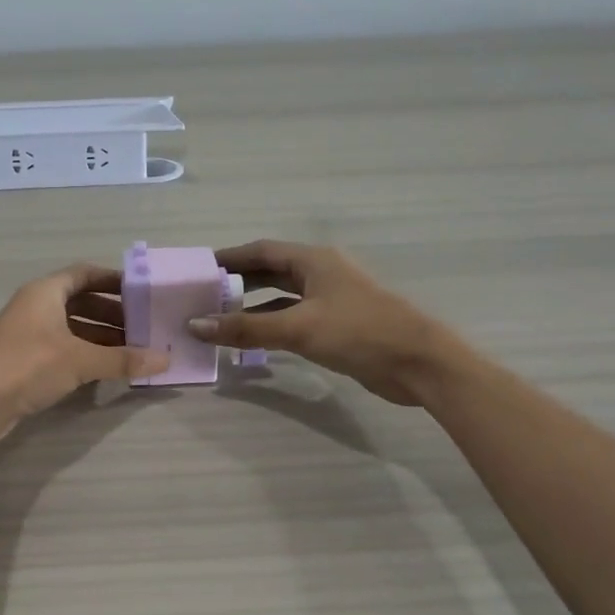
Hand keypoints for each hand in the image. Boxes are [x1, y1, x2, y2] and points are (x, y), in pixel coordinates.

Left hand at [0, 264, 170, 442]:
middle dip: (113, 314)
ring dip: (101, 338)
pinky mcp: (24, 361)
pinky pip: (63, 349)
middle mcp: (35, 306)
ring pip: (72, 328)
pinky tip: (106, 370)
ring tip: (133, 352)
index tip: (142, 292)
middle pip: (81, 302)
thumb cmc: (27, 366)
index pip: (85, 273)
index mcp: (45, 291)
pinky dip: (85, 355)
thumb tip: (166, 360)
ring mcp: (28, 334)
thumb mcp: (80, 360)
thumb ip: (123, 359)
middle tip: (144, 329)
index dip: (114, 280)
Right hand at [186, 240, 455, 405]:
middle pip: (270, 271)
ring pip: (280, 297)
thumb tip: (196, 325)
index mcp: (313, 261)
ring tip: (217, 318)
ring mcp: (329, 300)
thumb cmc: (359, 332)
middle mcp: (320, 274)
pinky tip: (250, 340)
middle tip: (202, 295)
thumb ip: (246, 328)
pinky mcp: (336, 326)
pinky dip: (269, 326)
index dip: (229, 258)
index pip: (261, 251)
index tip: (198, 269)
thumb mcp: (298, 328)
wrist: (418, 363)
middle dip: (237, 282)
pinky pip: (292, 319)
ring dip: (251, 306)